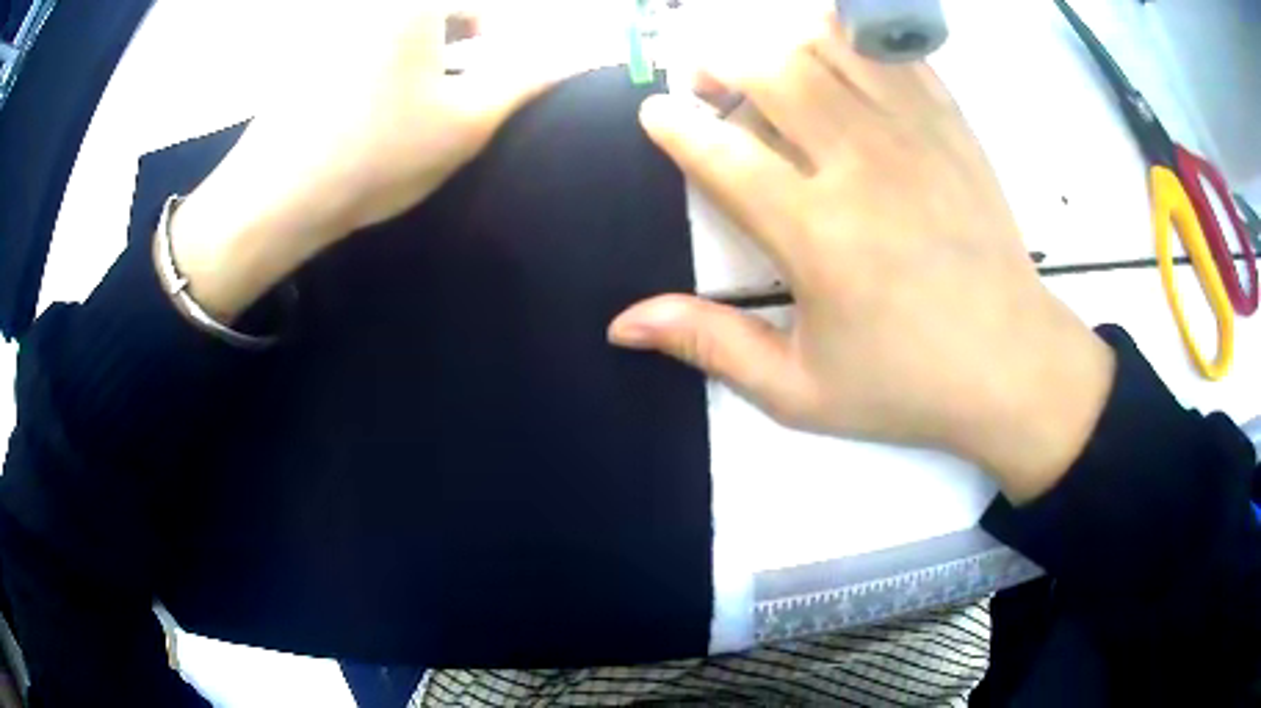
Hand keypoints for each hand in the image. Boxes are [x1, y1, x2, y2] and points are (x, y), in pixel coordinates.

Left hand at [167, 3, 579, 320]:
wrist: (273, 202)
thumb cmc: (375, 156)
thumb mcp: (466, 121)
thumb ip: (527, 80)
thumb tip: (572, 57)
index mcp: (410, 6)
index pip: (479, 5)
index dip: (499, 29)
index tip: (499, 59)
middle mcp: (366, 5)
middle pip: (435, 11)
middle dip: (462, 32)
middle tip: (467, 67)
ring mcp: (329, 26)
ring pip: (397, 26)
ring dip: (424, 45)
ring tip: (421, 89)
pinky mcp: (305, 53)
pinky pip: (361, 41)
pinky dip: (383, 58)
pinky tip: (375, 100)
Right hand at [609, 15, 1115, 501]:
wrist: (1013, 366)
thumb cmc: (908, 385)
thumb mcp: (799, 392)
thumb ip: (710, 346)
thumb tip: (623, 323)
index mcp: (817, 236)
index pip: (719, 151)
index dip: (673, 124)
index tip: (656, 114)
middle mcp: (862, 166)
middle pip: (771, 69)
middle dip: (721, 60)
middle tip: (709, 81)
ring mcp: (914, 136)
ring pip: (828, 46)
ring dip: (779, 42)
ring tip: (768, 65)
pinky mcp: (951, 126)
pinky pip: (890, 54)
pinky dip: (849, 40)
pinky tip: (835, 59)